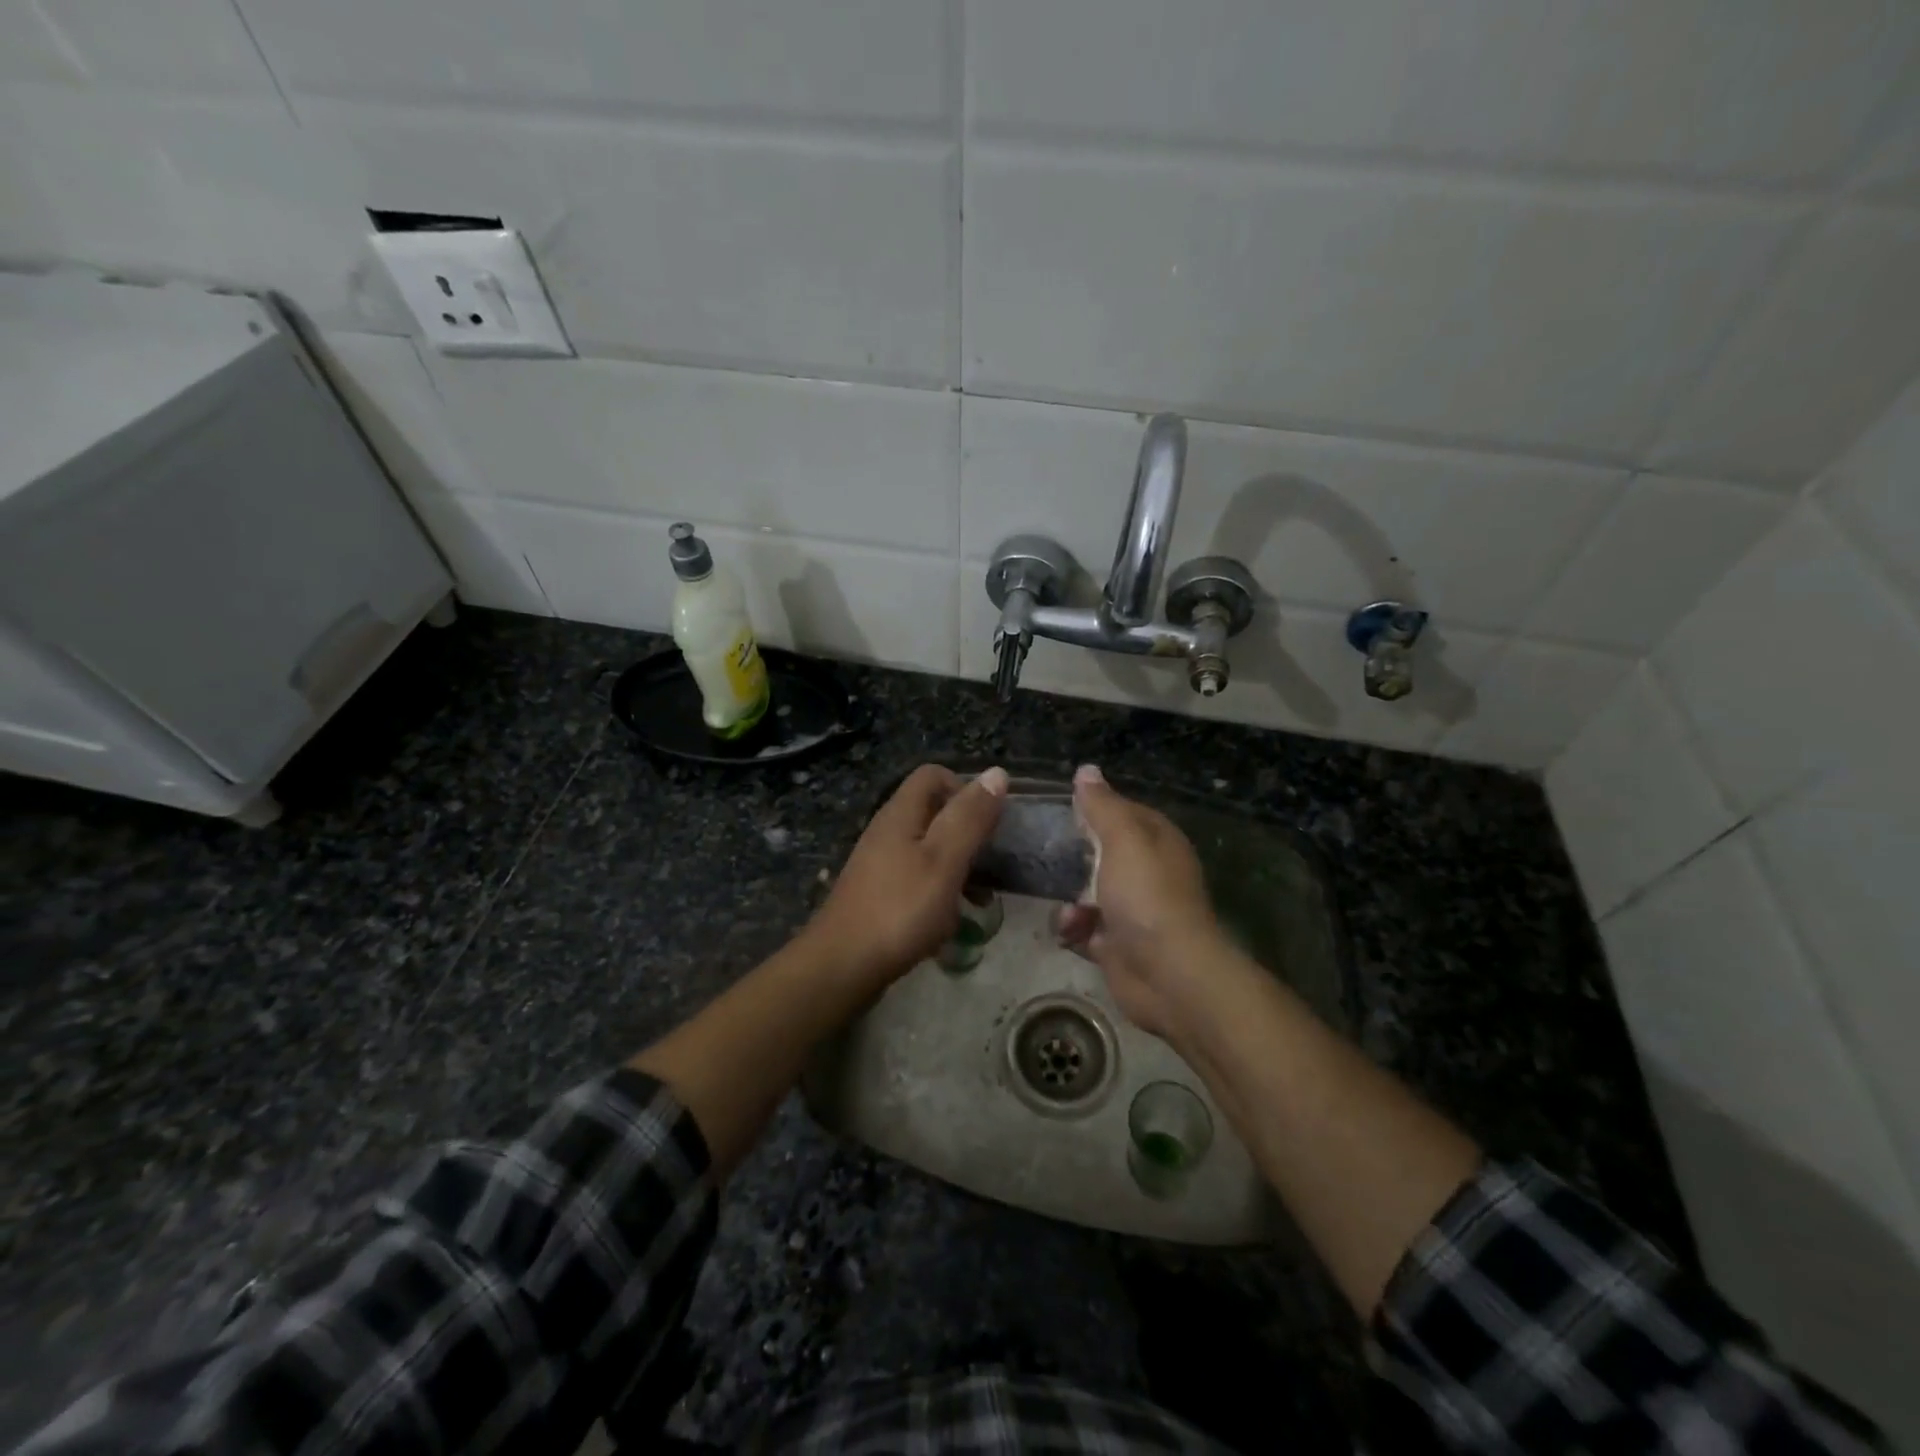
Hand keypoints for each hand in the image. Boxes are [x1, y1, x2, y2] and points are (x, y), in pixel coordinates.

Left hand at [806, 763, 1007, 987]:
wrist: (842, 966)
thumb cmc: (900, 909)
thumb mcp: (944, 860)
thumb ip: (970, 817)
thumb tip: (997, 772)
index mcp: (901, 814)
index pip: (933, 775)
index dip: (964, 788)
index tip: (986, 822)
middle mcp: (887, 831)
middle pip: (933, 812)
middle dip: (966, 834)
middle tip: (988, 864)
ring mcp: (880, 864)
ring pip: (928, 850)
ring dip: (957, 868)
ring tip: (979, 899)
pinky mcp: (879, 894)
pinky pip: (917, 880)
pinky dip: (939, 892)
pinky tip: (950, 922)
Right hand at [1054, 764, 1225, 1038]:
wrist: (1167, 975)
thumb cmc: (1147, 897)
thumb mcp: (1124, 839)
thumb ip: (1102, 805)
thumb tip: (1087, 769)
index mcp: (1157, 841)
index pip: (1123, 812)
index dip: (1093, 808)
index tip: (1059, 809)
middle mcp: (1148, 873)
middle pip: (1101, 853)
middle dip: (1073, 857)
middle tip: (1043, 853)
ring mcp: (1133, 911)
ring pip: (1087, 892)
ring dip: (1069, 899)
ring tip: (1068, 910)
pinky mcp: (1117, 944)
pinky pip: (1084, 928)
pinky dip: (1074, 929)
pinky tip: (1071, 932)